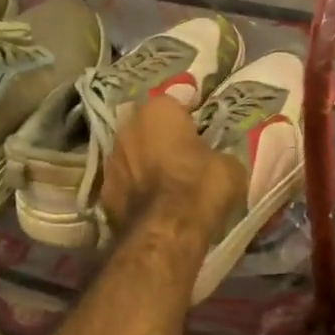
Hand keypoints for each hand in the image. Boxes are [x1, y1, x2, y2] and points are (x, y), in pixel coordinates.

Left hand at [102, 96, 246, 239]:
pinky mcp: (104, 194)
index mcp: (158, 111)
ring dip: (146, 164)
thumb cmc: (201, 187)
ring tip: (167, 182)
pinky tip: (153, 204)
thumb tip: (216, 160)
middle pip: (147, 128)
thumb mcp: (229, 165)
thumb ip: (218, 154)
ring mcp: (111, 161)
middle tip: (183, 155)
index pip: (175, 102)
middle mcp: (128, 128)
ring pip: (133, 155)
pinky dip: (137, 190)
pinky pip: (126, 184)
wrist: (166, 232)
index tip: (201, 129)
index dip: (189, 116)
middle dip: (162, 138)